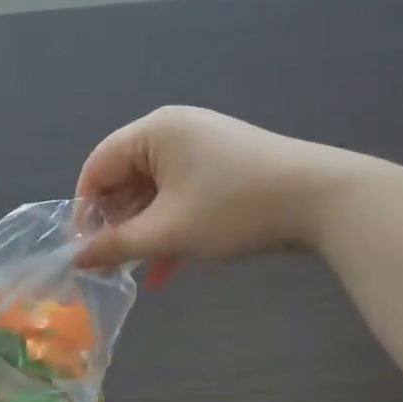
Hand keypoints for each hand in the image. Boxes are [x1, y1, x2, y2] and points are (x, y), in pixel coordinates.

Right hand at [74, 106, 380, 268]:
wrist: (325, 200)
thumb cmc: (234, 208)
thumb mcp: (169, 232)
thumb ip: (116, 245)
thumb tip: (77, 258)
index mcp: (152, 132)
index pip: (97, 167)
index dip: (84, 210)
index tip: (84, 250)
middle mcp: (172, 131)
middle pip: (125, 179)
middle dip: (116, 224)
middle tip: (110, 264)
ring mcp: (201, 146)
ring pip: (154, 192)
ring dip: (144, 232)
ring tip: (137, 270)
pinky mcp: (223, 166)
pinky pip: (181, 194)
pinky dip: (171, 227)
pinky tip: (168, 269)